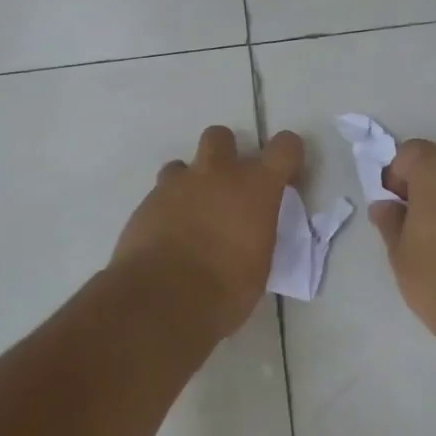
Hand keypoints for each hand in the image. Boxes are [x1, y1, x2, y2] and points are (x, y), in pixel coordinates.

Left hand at [110, 126, 303, 338]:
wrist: (163, 299)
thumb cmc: (225, 289)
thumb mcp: (260, 264)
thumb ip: (259, 232)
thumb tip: (254, 231)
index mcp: (256, 186)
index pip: (285, 146)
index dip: (288, 157)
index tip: (285, 179)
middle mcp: (218, 173)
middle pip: (221, 136)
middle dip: (226, 154)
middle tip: (228, 188)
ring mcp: (178, 184)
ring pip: (184, 164)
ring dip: (191, 183)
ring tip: (193, 214)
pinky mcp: (147, 201)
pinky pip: (161, 193)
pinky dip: (168, 207)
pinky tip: (169, 235)